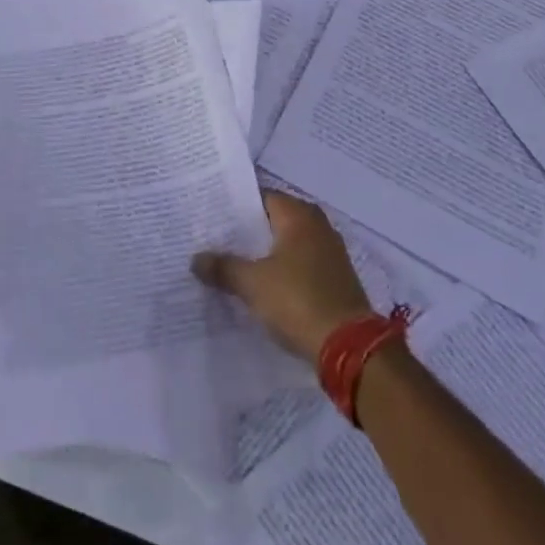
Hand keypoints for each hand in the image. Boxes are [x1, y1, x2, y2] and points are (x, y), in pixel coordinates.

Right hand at [192, 190, 374, 361]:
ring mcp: (329, 253)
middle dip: (247, 230)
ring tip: (230, 260)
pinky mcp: (334, 279)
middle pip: (274, 220)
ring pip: (286, 244)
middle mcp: (318, 226)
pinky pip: (299, 265)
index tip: (210, 214)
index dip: (235, 205)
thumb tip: (196, 259)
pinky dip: (280, 269)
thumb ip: (222, 267)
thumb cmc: (297, 300)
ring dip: (263, 252)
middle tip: (214, 237)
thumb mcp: (251, 283)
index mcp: (299, 216)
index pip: (261, 197)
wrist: (349, 347)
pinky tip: (258, 283)